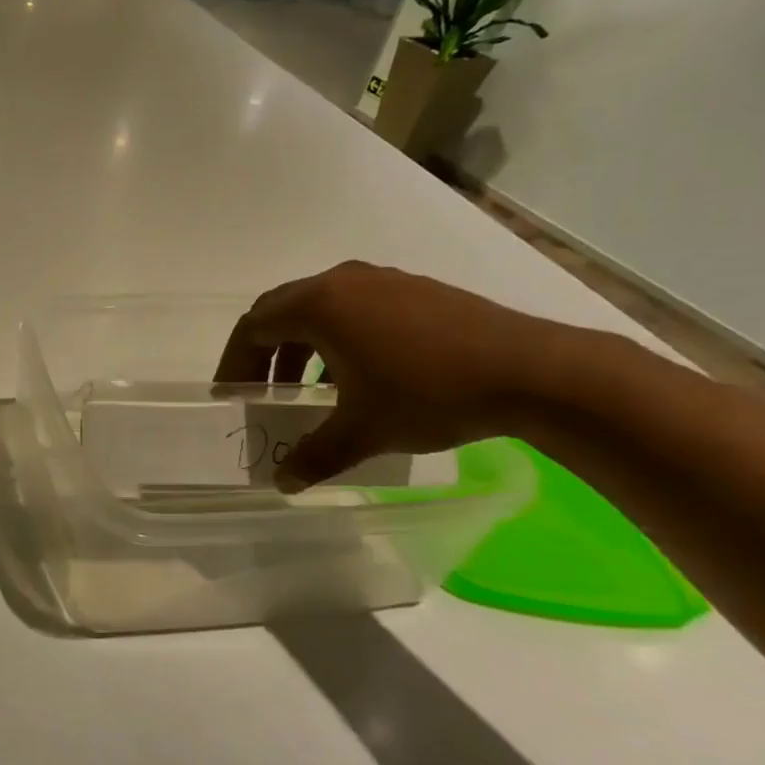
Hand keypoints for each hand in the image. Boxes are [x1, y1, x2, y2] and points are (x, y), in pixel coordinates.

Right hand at [214, 261, 568, 488]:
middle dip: (264, 353)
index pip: (253, 328)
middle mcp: (344, 282)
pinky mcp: (417, 290)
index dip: (235, 363)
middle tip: (261, 391)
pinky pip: (356, 307)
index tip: (230, 395)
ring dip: (302, 345)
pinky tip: (359, 374)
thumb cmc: (429, 394)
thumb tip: (283, 482)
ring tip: (308, 388)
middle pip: (281, 310)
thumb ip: (314, 455)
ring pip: (321, 307)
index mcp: (318, 305)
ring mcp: (384, 281)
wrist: (534, 372)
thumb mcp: (362, 431)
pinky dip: (338, 337)